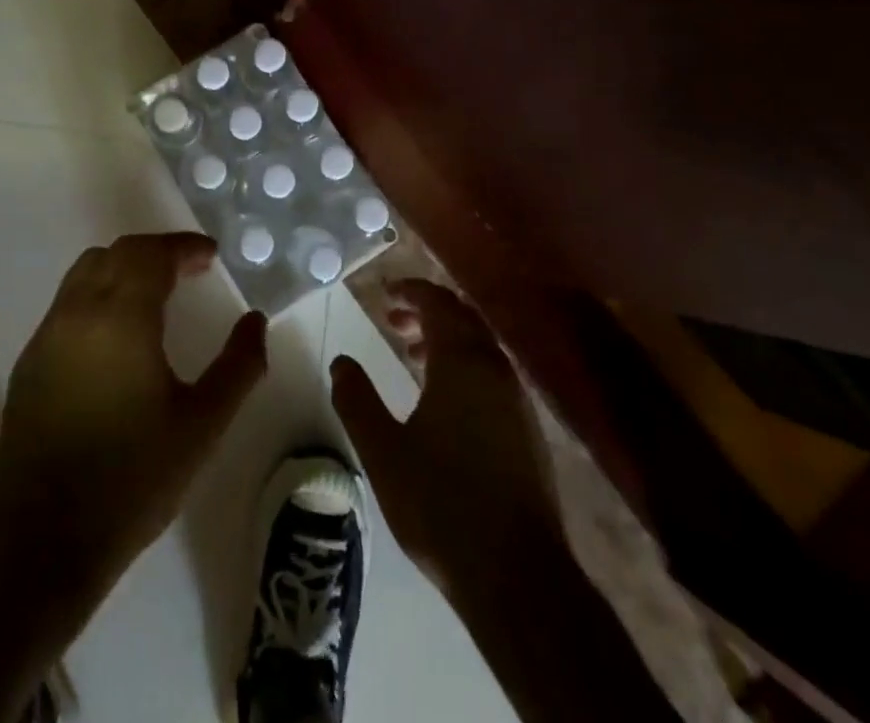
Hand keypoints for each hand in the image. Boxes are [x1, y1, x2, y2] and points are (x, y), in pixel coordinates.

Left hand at [0, 232, 267, 590]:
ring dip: (124, 267)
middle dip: (156, 252)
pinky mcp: (30, 359)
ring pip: (87, 271)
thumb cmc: (135, 478)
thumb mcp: (203, 424)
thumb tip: (256, 322)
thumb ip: (239, 366)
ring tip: (155, 293)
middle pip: (118, 252)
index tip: (210, 256)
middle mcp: (79, 311)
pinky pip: (68, 302)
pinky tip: (117, 333)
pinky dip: (99, 294)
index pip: (152, 254)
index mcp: (122, 317)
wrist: (47, 537)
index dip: (184, 248)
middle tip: (189, 271)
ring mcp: (48, 334)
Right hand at [331, 279, 559, 596]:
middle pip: (463, 318)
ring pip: (481, 347)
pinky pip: (493, 374)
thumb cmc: (442, 503)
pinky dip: (465, 366)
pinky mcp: (528, 432)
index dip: (410, 291)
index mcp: (462, 362)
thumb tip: (341, 361)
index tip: (384, 294)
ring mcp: (517, 401)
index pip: (438, 303)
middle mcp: (495, 370)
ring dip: (447, 339)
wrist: (517, 576)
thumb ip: (357, 399)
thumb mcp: (383, 450)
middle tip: (393, 320)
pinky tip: (444, 400)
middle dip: (428, 311)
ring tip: (412, 356)